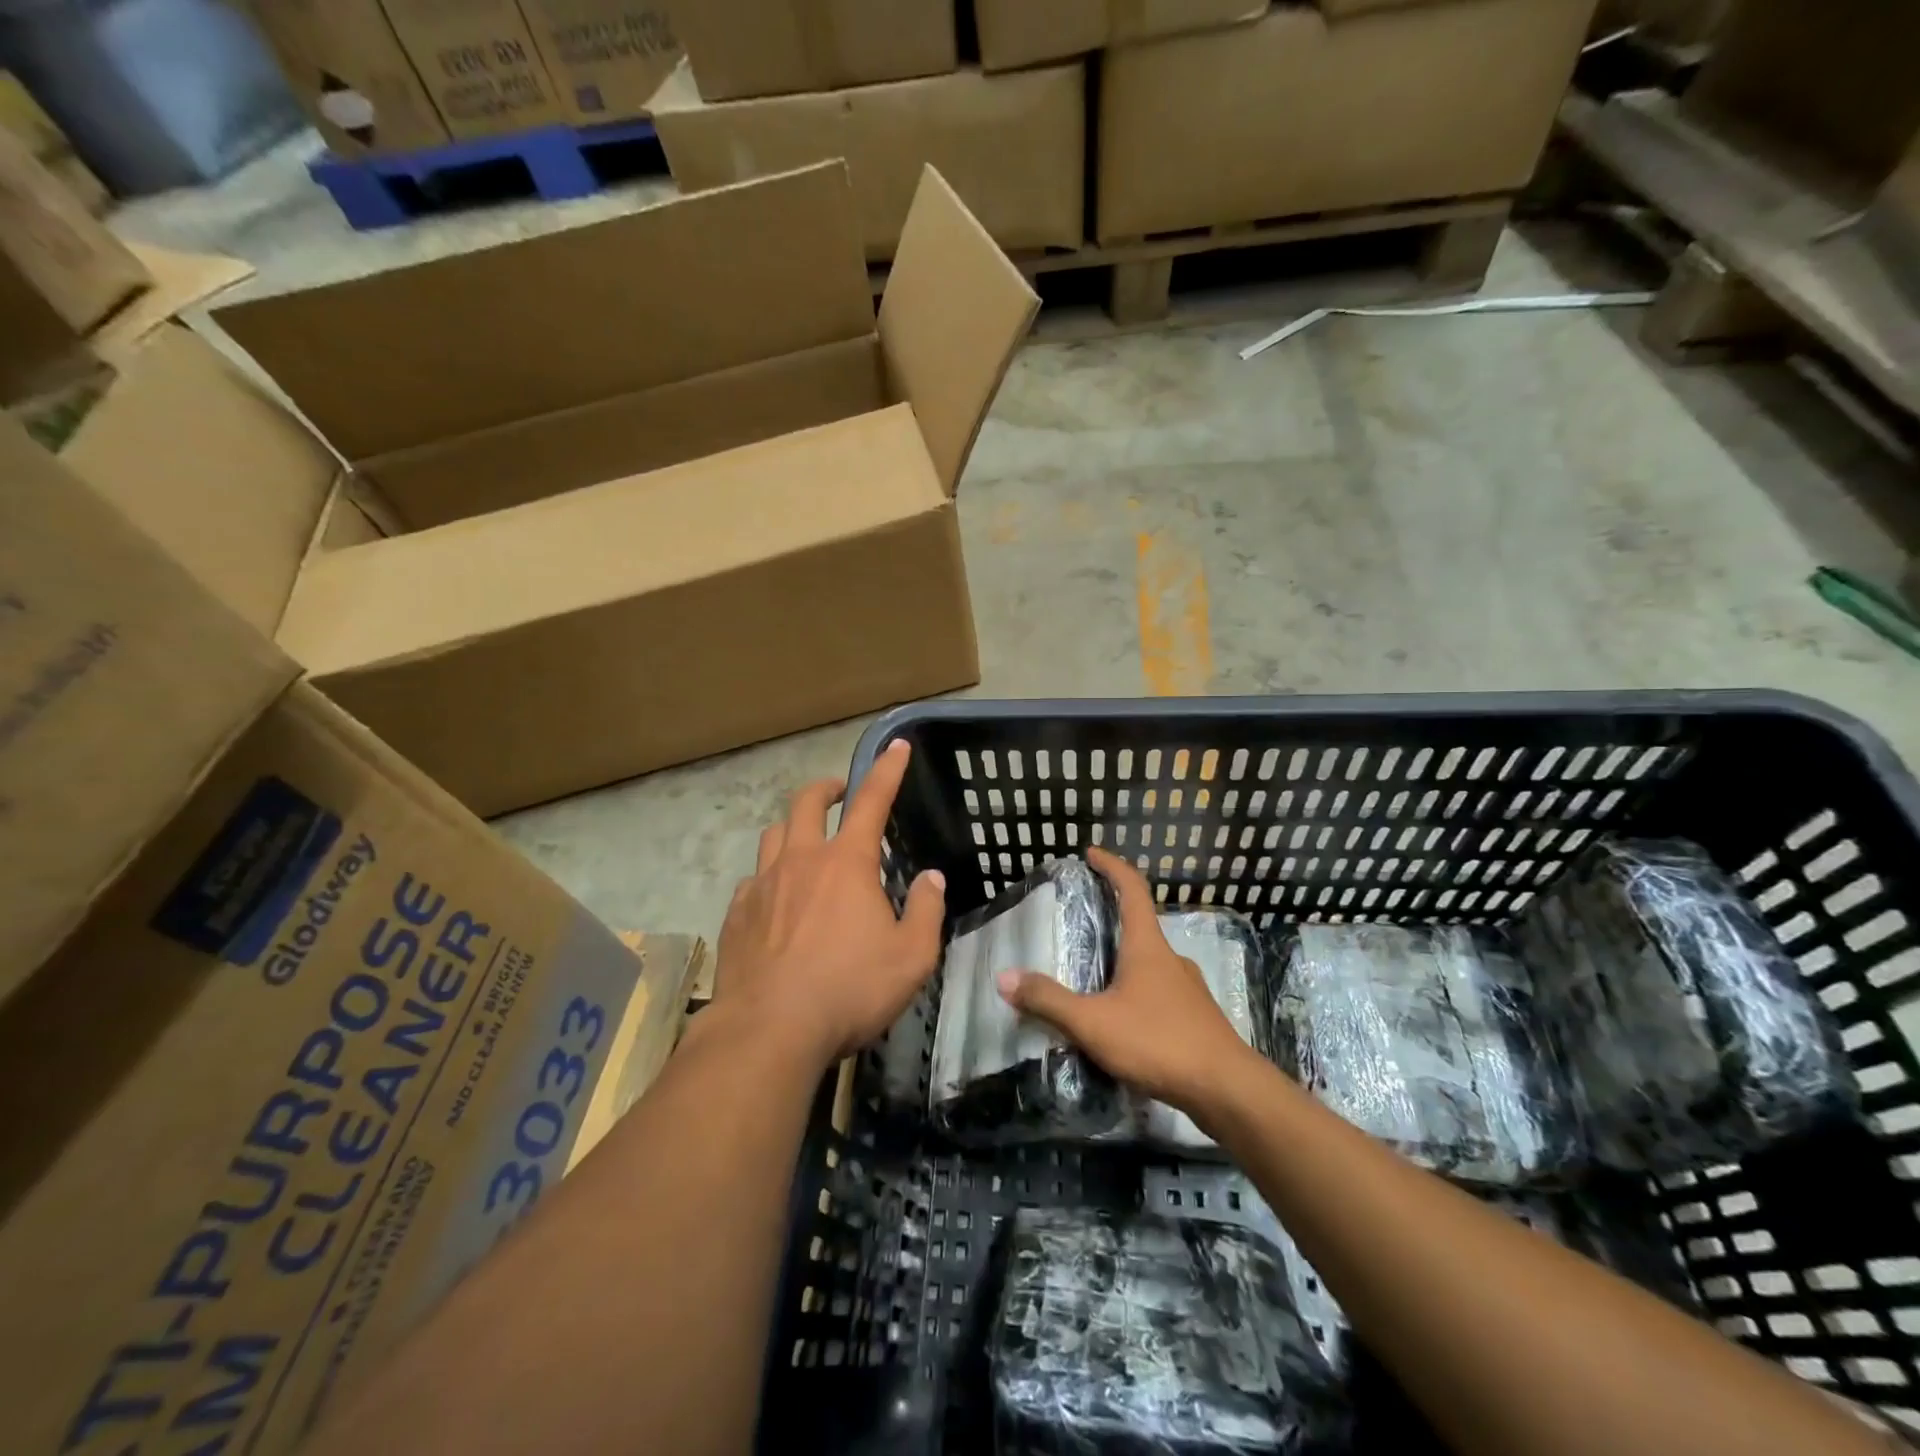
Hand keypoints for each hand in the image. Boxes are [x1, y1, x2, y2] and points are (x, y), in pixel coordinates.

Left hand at [712, 739, 945, 1067]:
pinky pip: (753, 880)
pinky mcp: (736, 914)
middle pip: (806, 803)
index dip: (887, 770)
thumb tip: (930, 878)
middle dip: (826, 789)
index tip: (897, 746)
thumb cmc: (849, 990)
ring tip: (806, 843)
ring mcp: (762, 885)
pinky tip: (776, 901)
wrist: (768, 1030)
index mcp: (846, 863)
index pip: (871, 800)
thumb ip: (926, 910)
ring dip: (793, 828)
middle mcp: (800, 861)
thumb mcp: (911, 957)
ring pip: (773, 835)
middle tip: (839, 793)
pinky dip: (769, 877)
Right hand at [996, 847, 1252, 1109]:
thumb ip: (1048, 1000)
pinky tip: (1122, 1019)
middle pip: (1140, 925)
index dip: (1112, 867)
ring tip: (1095, 977)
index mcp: (1147, 946)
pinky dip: (1137, 991)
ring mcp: (1188, 989)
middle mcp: (1170, 959)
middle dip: (1113, 918)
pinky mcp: (1197, 1018)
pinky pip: (1160, 992)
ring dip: (1124, 960)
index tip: (1091, 854)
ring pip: (1150, 963)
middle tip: (1082, 924)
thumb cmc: (1158, 1041)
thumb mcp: (1093, 1022)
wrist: (1227, 1090)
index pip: (1132, 889)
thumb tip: (1004, 977)